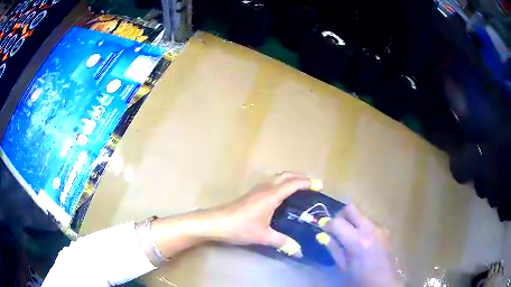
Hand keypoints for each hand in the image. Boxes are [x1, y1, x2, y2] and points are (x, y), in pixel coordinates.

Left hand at [210, 172, 319, 256]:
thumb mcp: (264, 236)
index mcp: (271, 195)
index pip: (293, 183)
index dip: (307, 183)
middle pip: (285, 175)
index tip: (319, 185)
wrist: (216, 223)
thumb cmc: (241, 227)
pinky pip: (270, 184)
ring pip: (276, 178)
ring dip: (289, 179)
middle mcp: (265, 188)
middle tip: (311, 185)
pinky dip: (280, 184)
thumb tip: (300, 251)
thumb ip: (283, 242)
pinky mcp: (251, 194)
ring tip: (299, 189)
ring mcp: (256, 190)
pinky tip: (281, 198)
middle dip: (299, 177)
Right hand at [322, 205, 396, 286]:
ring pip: (362, 215)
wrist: (382, 283)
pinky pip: (371, 222)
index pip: (337, 222)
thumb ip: (333, 248)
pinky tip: (364, 241)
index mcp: (357, 241)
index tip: (323, 228)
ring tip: (351, 237)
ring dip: (353, 222)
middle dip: (340, 215)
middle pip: (352, 209)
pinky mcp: (387, 231)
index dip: (327, 224)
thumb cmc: (359, 279)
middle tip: (336, 227)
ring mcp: (380, 228)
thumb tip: (322, 235)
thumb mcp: (342, 266)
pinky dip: (364, 227)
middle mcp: (370, 230)